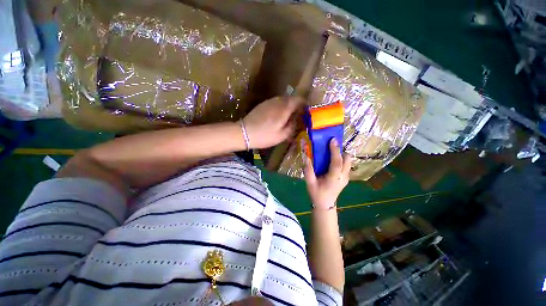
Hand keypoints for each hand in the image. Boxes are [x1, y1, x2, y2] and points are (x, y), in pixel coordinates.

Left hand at [242, 96, 304, 148]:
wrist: (244, 133)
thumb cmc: (265, 136)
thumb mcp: (282, 135)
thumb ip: (292, 126)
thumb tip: (297, 119)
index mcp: (284, 108)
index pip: (298, 99)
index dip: (304, 103)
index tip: (306, 110)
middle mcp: (277, 101)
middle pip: (291, 98)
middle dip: (297, 104)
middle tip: (298, 114)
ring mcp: (269, 102)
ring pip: (283, 99)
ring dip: (288, 105)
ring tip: (289, 115)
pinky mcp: (262, 104)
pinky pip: (275, 102)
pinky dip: (280, 106)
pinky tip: (278, 115)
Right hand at [303, 138, 350, 209]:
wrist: (325, 205)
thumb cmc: (317, 194)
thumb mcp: (310, 182)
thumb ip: (308, 170)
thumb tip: (306, 157)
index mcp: (334, 178)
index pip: (337, 162)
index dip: (335, 150)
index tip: (332, 140)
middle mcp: (343, 177)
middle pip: (347, 159)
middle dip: (340, 151)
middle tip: (330, 146)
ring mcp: (346, 177)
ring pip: (348, 161)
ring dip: (341, 155)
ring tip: (331, 153)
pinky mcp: (346, 178)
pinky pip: (346, 165)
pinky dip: (341, 159)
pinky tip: (332, 161)